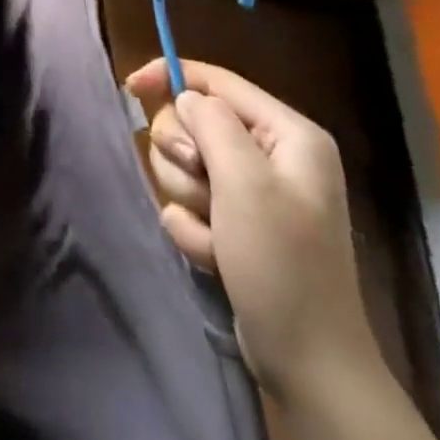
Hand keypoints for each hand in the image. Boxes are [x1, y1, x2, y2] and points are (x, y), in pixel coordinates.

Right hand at [125, 58, 378, 402]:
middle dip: (184, 158)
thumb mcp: (245, 183)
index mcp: (288, 134)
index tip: (130, 88)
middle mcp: (271, 155)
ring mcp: (252, 191)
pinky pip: (188, 202)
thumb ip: (211, 123)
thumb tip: (184, 98)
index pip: (216, 80)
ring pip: (184, 163)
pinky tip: (216, 256)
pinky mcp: (235, 222)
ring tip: (216, 234)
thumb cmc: (282, 264)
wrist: (308, 363)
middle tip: (205, 191)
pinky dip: (193, 228)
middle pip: (192, 122)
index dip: (170, 76)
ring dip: (188, 198)